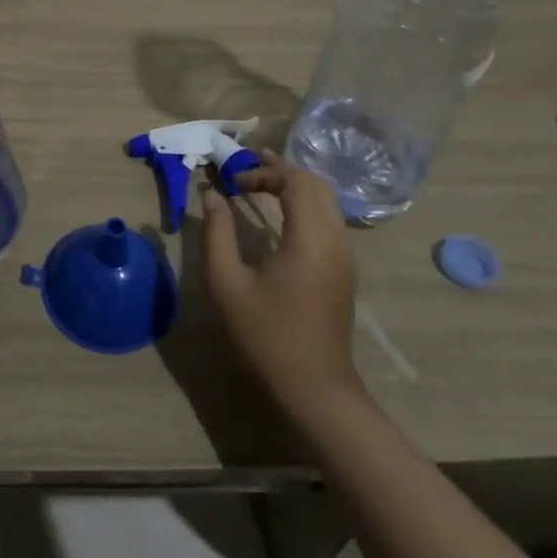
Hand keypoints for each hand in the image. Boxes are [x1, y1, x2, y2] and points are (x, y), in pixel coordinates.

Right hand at [201, 151, 361, 415]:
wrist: (315, 388)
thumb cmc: (266, 335)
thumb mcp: (227, 283)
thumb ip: (216, 233)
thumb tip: (211, 195)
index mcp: (310, 239)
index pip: (296, 181)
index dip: (264, 172)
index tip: (233, 182)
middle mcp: (335, 239)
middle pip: (316, 184)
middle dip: (281, 170)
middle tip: (246, 169)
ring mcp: (345, 255)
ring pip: (326, 200)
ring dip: (294, 185)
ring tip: (260, 183)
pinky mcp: (344, 269)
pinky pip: (329, 218)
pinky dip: (305, 203)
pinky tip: (280, 213)